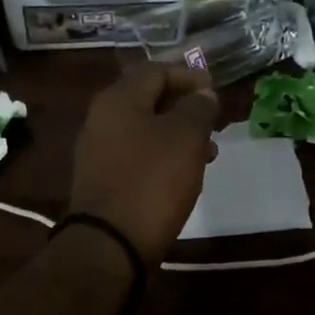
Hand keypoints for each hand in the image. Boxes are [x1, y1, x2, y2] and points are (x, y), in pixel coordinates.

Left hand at [70, 63, 219, 263]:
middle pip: (148, 99)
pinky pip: (137, 154)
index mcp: (119, 99)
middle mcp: (102, 118)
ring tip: (208, 151)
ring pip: (145, 128)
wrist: (110, 244)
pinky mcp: (103, 178)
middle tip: (213, 120)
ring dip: (177, 133)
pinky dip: (163, 155)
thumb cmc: (152, 181)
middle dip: (184, 106)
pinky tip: (185, 173)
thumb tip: (202, 94)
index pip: (156, 70)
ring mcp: (99, 150)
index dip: (189, 75)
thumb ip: (198, 108)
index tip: (215, 90)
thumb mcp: (185, 138)